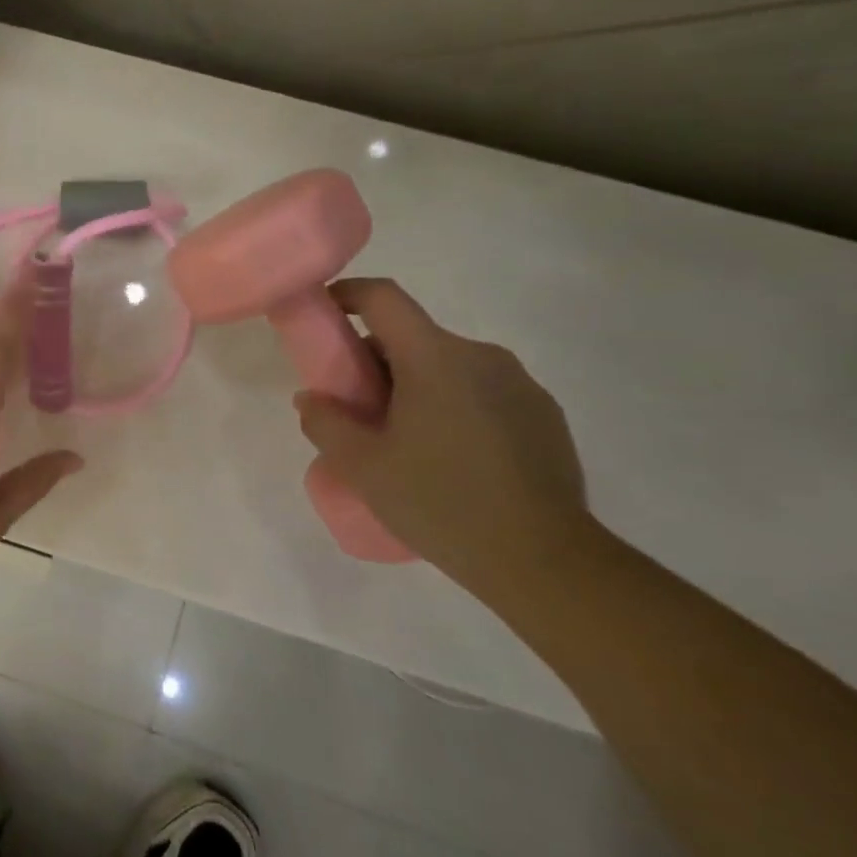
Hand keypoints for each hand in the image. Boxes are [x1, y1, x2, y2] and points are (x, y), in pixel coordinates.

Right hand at [294, 278, 594, 592]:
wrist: (545, 562)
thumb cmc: (440, 502)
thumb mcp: (361, 465)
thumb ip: (324, 422)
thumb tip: (312, 399)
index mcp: (435, 358)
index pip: (384, 298)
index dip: (347, 295)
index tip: (324, 314)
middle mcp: (482, 357)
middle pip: (413, 336)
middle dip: (375, 360)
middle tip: (355, 406)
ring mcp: (520, 385)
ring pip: (448, 366)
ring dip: (415, 386)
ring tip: (402, 440)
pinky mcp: (544, 416)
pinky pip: (481, 392)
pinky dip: (452, 406)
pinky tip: (448, 458)